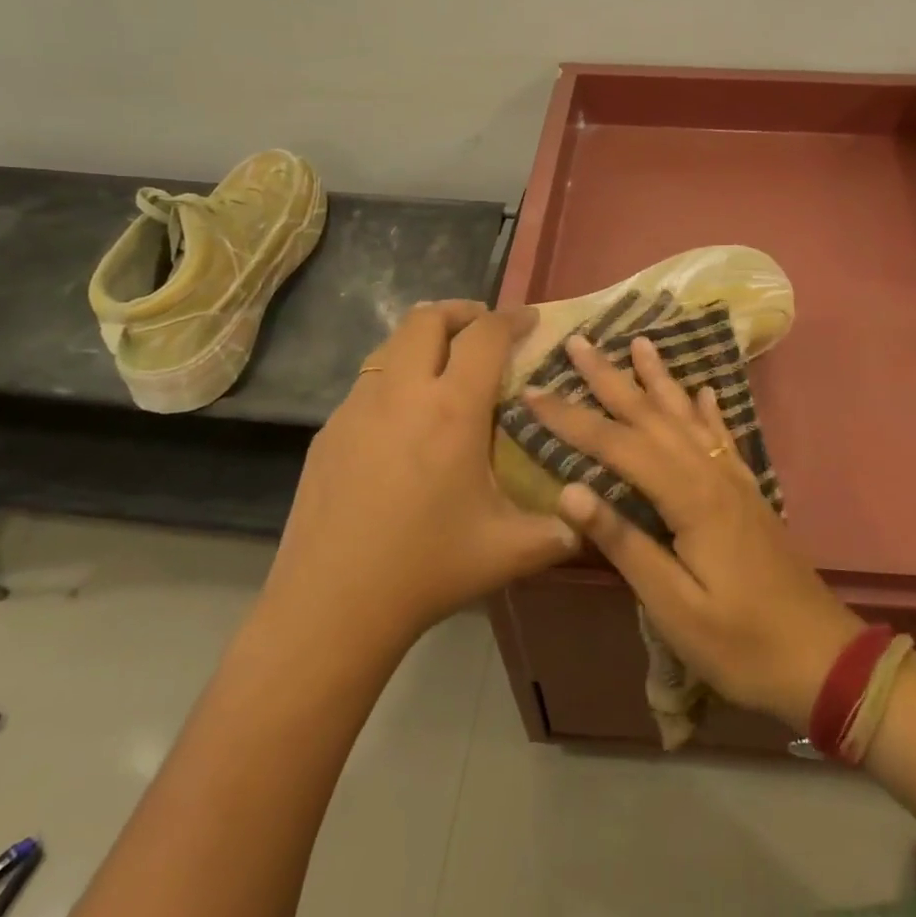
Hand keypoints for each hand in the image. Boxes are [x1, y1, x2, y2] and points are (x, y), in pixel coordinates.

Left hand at [266, 301, 579, 649]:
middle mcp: (402, 393)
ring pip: (391, 345)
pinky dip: (395, 377)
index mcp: (453, 410)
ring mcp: (357, 408)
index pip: (485, 335)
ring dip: (424, 340)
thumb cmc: (427, 569)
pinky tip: (405, 420)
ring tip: (446, 366)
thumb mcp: (509, 551)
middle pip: (427, 318)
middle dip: (461, 312)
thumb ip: (560, 531)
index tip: (531, 318)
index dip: (512, 317)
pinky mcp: (329, 431)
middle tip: (484, 330)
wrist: (331, 604)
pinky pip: (368, 382)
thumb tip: (587, 519)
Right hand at [525, 335, 864, 729]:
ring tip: (641, 343)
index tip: (533, 392)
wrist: (822, 658)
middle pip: (653, 417)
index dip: (572, 419)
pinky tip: (703, 391)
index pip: (618, 446)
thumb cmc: (741, 643)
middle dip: (612, 379)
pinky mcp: (748, 495)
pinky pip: (723, 438)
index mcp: (690, 498)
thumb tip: (569, 490)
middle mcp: (712, 475)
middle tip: (580, 343)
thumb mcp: (673, 605)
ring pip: (689, 417)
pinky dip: (708, 410)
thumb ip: (624, 543)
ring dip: (660, 379)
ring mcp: (735, 482)